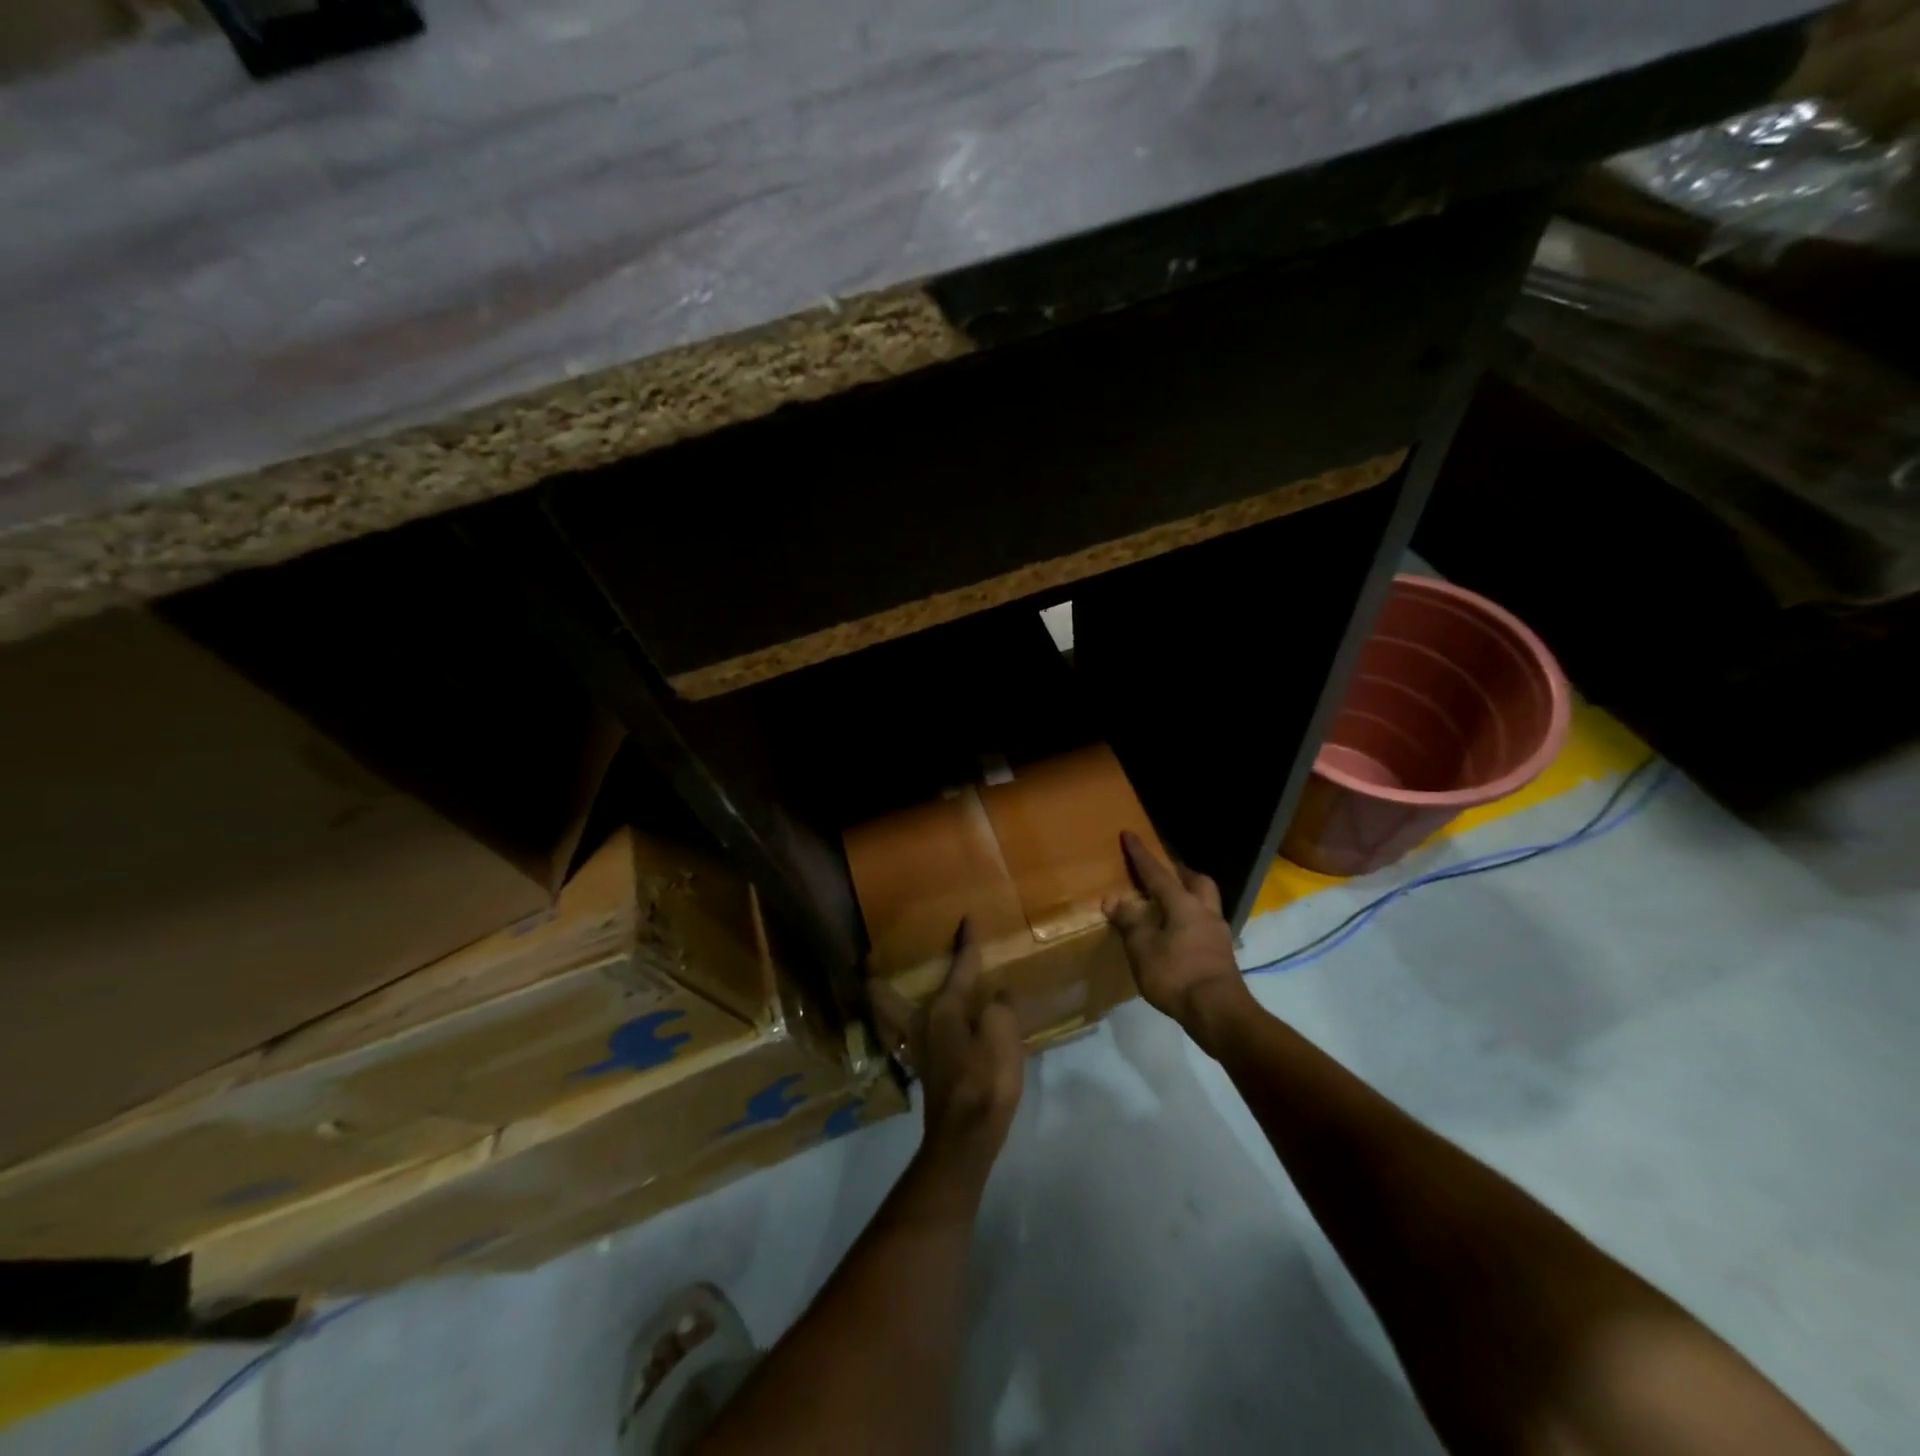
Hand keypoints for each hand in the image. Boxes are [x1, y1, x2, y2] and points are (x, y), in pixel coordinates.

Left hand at [870, 918, 1024, 1177]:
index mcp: (943, 1010)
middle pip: (888, 998)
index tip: (966, 920)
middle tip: (868, 963)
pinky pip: (914, 1034)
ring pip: (896, 1018)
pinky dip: (913, 1022)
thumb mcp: (1003, 1036)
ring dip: (891, 1001)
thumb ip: (1000, 1009)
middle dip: (878, 981)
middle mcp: (922, 1024)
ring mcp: (920, 1050)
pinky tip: (929, 1025)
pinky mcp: (927, 1071)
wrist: (967, 1138)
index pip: (959, 968)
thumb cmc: (985, 1081)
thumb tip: (996, 998)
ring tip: (891, 987)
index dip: (966, 944)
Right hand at [1104, 831, 1252, 1048]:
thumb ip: (1129, 921)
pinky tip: (1180, 934)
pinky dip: (1192, 921)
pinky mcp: (1223, 954)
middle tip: (1164, 871)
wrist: (1218, 1012)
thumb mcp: (1142, 948)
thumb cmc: (1176, 974)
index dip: (1141, 855)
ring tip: (1170, 903)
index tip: (1129, 834)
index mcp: (1182, 904)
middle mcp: (1204, 912)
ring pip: (1206, 902)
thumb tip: (1113, 899)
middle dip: (1179, 871)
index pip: (1157, 873)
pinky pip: (1206, 925)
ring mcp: (1218, 933)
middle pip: (1196, 881)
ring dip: (1190, 896)